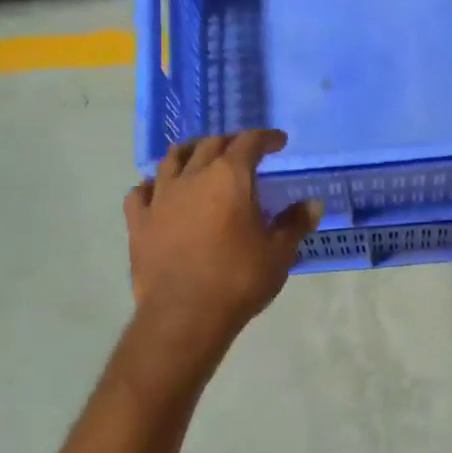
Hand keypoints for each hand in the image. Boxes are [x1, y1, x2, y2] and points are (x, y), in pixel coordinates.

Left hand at [125, 131, 320, 345]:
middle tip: (243, 151)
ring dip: (190, 152)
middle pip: (210, 145)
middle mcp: (192, 177)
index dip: (265, 138)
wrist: (185, 314)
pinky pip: (141, 192)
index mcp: (229, 178)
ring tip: (199, 157)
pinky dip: (153, 185)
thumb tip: (313, 204)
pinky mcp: (139, 222)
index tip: (278, 141)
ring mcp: (160, 198)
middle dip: (230, 142)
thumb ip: (295, 223)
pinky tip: (158, 190)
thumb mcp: (279, 253)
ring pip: (172, 160)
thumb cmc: (239, 279)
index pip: (249, 143)